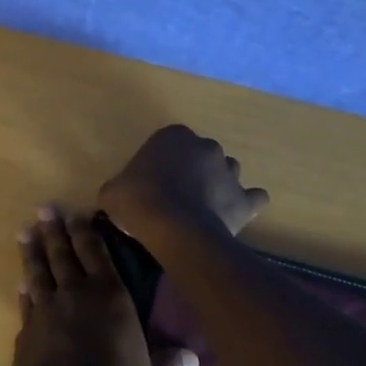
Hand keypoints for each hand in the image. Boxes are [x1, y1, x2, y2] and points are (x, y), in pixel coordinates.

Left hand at [12, 206, 197, 365]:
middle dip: (54, 229)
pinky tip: (20, 284)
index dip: (86, 231)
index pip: (96, 252)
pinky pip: (25, 304)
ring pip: (37, 272)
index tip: (77, 213)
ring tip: (24, 233)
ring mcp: (46, 311)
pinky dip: (23, 291)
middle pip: (62, 253)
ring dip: (31, 251)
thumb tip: (193, 361)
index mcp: (110, 296)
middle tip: (44, 208)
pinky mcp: (25, 333)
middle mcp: (75, 294)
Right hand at [97, 125, 269, 245]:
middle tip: (176, 196)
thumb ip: (120, 187)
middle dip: (193, 171)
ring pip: (227, 173)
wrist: (173, 229)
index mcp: (173, 136)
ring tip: (202, 208)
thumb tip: (120, 196)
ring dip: (218, 185)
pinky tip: (233, 215)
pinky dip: (246, 205)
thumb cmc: (138, 201)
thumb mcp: (112, 191)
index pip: (169, 143)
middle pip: (201, 155)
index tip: (151, 184)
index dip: (161, 163)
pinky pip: (253, 198)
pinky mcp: (245, 200)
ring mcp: (230, 172)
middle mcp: (206, 146)